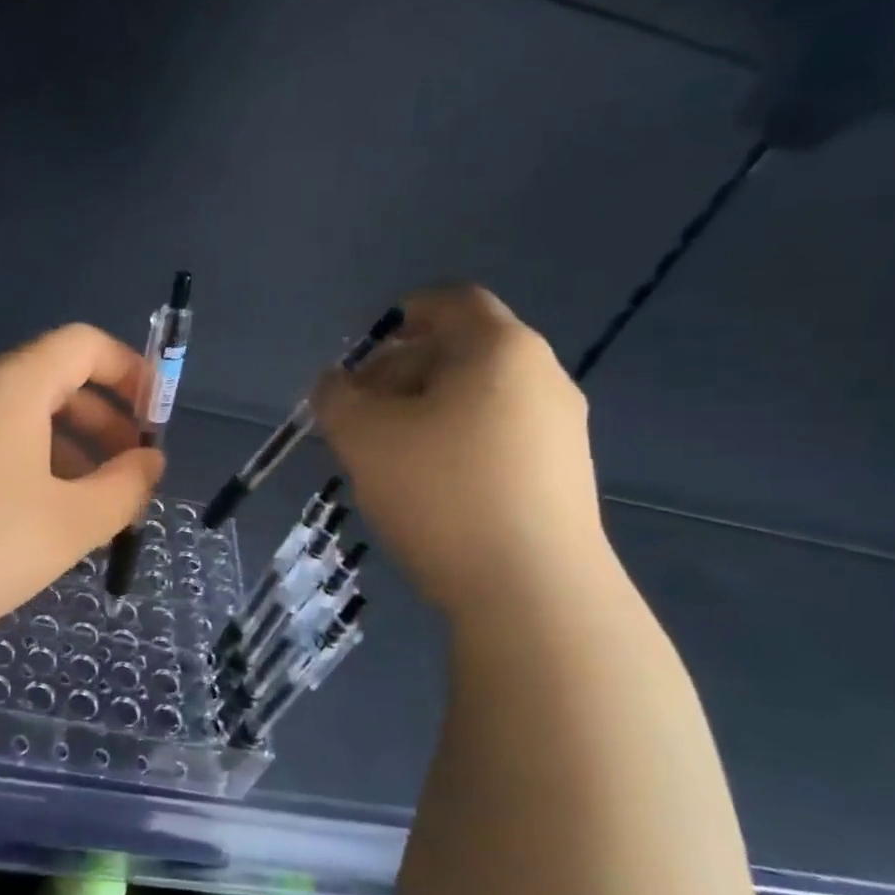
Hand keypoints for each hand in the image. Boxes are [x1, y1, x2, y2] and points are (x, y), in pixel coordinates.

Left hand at [0, 324, 165, 644]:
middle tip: (131, 475)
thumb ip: (124, 488)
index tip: (156, 422)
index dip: (130, 373)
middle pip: (54, 380)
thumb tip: (149, 463)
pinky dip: (28, 466)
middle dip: (104, 422)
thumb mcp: (69, 523)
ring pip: (20, 417)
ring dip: (68, 450)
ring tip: (92, 508)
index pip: (84, 345)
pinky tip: (37, 521)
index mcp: (12, 384)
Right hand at [313, 286, 607, 615]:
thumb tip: (333, 383)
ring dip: (423, 411)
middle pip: (461, 351)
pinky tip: (426, 487)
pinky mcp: (562, 476)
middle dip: (400, 371)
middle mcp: (542, 377)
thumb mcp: (363, 437)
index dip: (401, 315)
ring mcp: (560, 429)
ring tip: (383, 454)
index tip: (362, 354)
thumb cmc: (440, 492)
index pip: (451, 302)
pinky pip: (497, 436)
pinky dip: (454, 442)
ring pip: (477, 398)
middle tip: (357, 412)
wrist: (532, 592)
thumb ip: (335, 398)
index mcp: (500, 350)